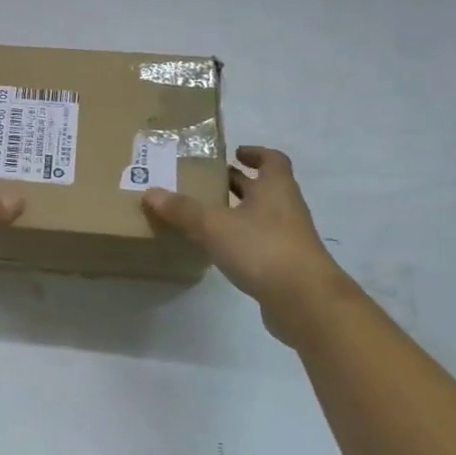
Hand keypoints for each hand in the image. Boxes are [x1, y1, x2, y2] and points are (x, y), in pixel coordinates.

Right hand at [142, 146, 340, 311]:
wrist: (305, 301)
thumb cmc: (262, 248)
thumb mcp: (214, 225)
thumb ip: (182, 210)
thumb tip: (150, 193)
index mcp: (275, 188)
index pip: (272, 159)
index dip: (255, 153)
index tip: (234, 154)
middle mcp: (286, 208)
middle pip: (265, 187)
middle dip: (239, 183)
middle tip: (208, 182)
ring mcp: (289, 238)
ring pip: (262, 216)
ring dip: (239, 212)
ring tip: (207, 215)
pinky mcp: (285, 265)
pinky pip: (261, 243)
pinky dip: (243, 240)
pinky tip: (220, 249)